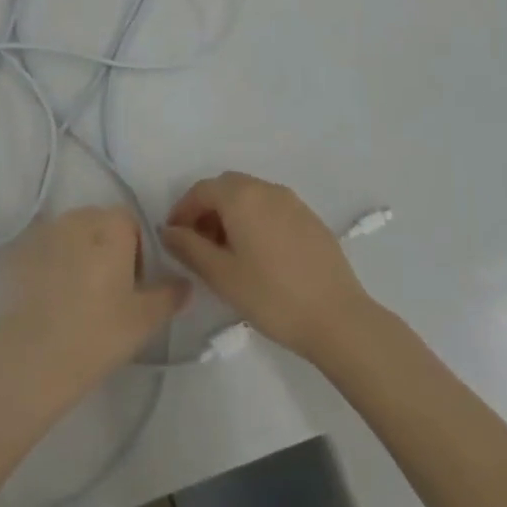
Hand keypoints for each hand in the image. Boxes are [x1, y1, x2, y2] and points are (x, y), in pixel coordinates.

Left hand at [0, 207, 188, 414]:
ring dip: (80, 253)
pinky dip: (54, 264)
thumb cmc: (97, 333)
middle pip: (100, 223)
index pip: (130, 222)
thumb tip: (184, 283)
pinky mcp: (20, 253)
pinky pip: (47, 250)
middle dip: (108, 247)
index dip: (137, 249)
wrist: (32, 359)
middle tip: (110, 291)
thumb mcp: (145, 320)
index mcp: (111, 225)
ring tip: (80, 295)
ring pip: (72, 235)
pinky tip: (54, 298)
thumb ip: (169, 295)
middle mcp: (77, 218)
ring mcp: (45, 233)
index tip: (134, 283)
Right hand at [161, 172, 372, 359]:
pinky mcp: (310, 219)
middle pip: (227, 187)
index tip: (174, 238)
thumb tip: (168, 230)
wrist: (338, 318)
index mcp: (242, 196)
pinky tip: (259, 256)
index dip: (182, 211)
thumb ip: (189, 248)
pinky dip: (255, 220)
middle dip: (207, 210)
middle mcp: (266, 189)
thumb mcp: (221, 275)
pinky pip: (272, 208)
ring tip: (228, 253)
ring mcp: (292, 202)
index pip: (201, 190)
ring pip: (251, 196)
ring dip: (231, 214)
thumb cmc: (272, 296)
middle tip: (199, 245)